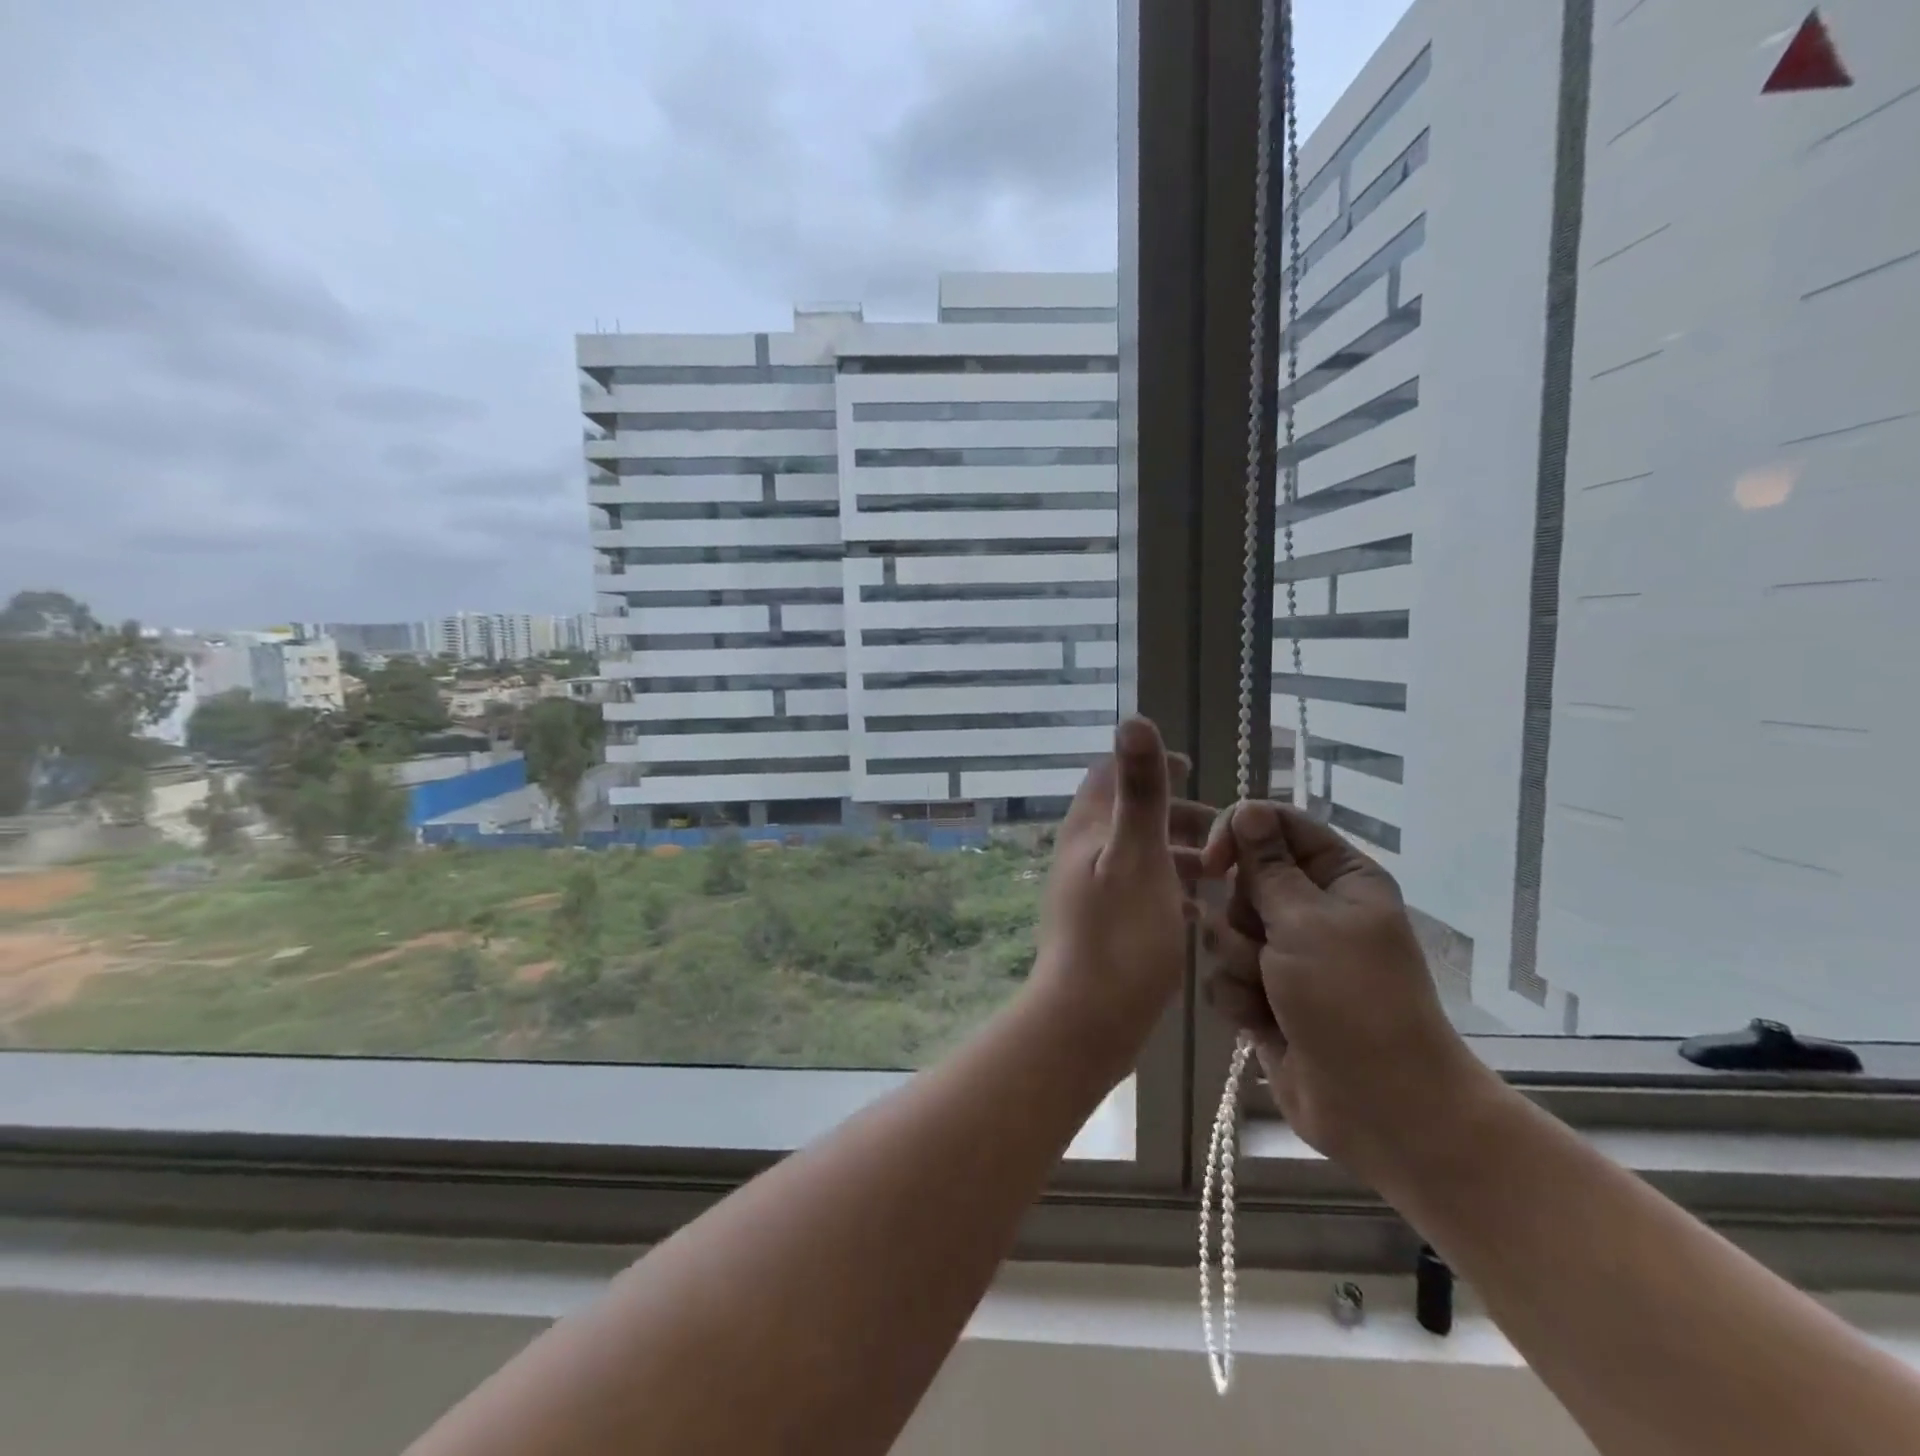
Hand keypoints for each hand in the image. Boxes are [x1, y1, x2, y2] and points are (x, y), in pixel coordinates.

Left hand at [1031, 716, 1214, 1070]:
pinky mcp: (1102, 928)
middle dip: (1175, 815)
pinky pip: (1140, 893)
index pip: (1109, 776)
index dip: (1149, 766)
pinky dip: (1170, 890)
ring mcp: (1089, 893)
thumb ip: (1140, 791)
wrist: (1086, 1021)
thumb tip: (1133, 719)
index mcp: (1088, 830)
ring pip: (1138, 857)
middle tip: (1224, 830)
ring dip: (1178, 854)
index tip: (1191, 769)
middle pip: (1130, 817)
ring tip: (1224, 872)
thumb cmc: (1119, 935)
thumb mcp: (1138, 855)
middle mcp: (1083, 855)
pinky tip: (1201, 911)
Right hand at [1198, 800, 1493, 1184]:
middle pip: (1241, 880)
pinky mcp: (1264, 995)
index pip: (1275, 826)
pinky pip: (1223, 974)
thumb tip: (1248, 808)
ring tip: (1268, 994)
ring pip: (1224, 930)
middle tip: (1266, 945)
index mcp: (1338, 878)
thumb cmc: (1352, 1000)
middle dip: (1241, 915)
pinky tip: (1261, 1022)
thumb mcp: (1307, 922)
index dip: (1238, 836)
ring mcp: (1286, 956)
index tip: (1214, 864)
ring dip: (1238, 963)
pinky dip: (1237, 998)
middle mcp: (1311, 910)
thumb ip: (1266, 865)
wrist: (1380, 1109)